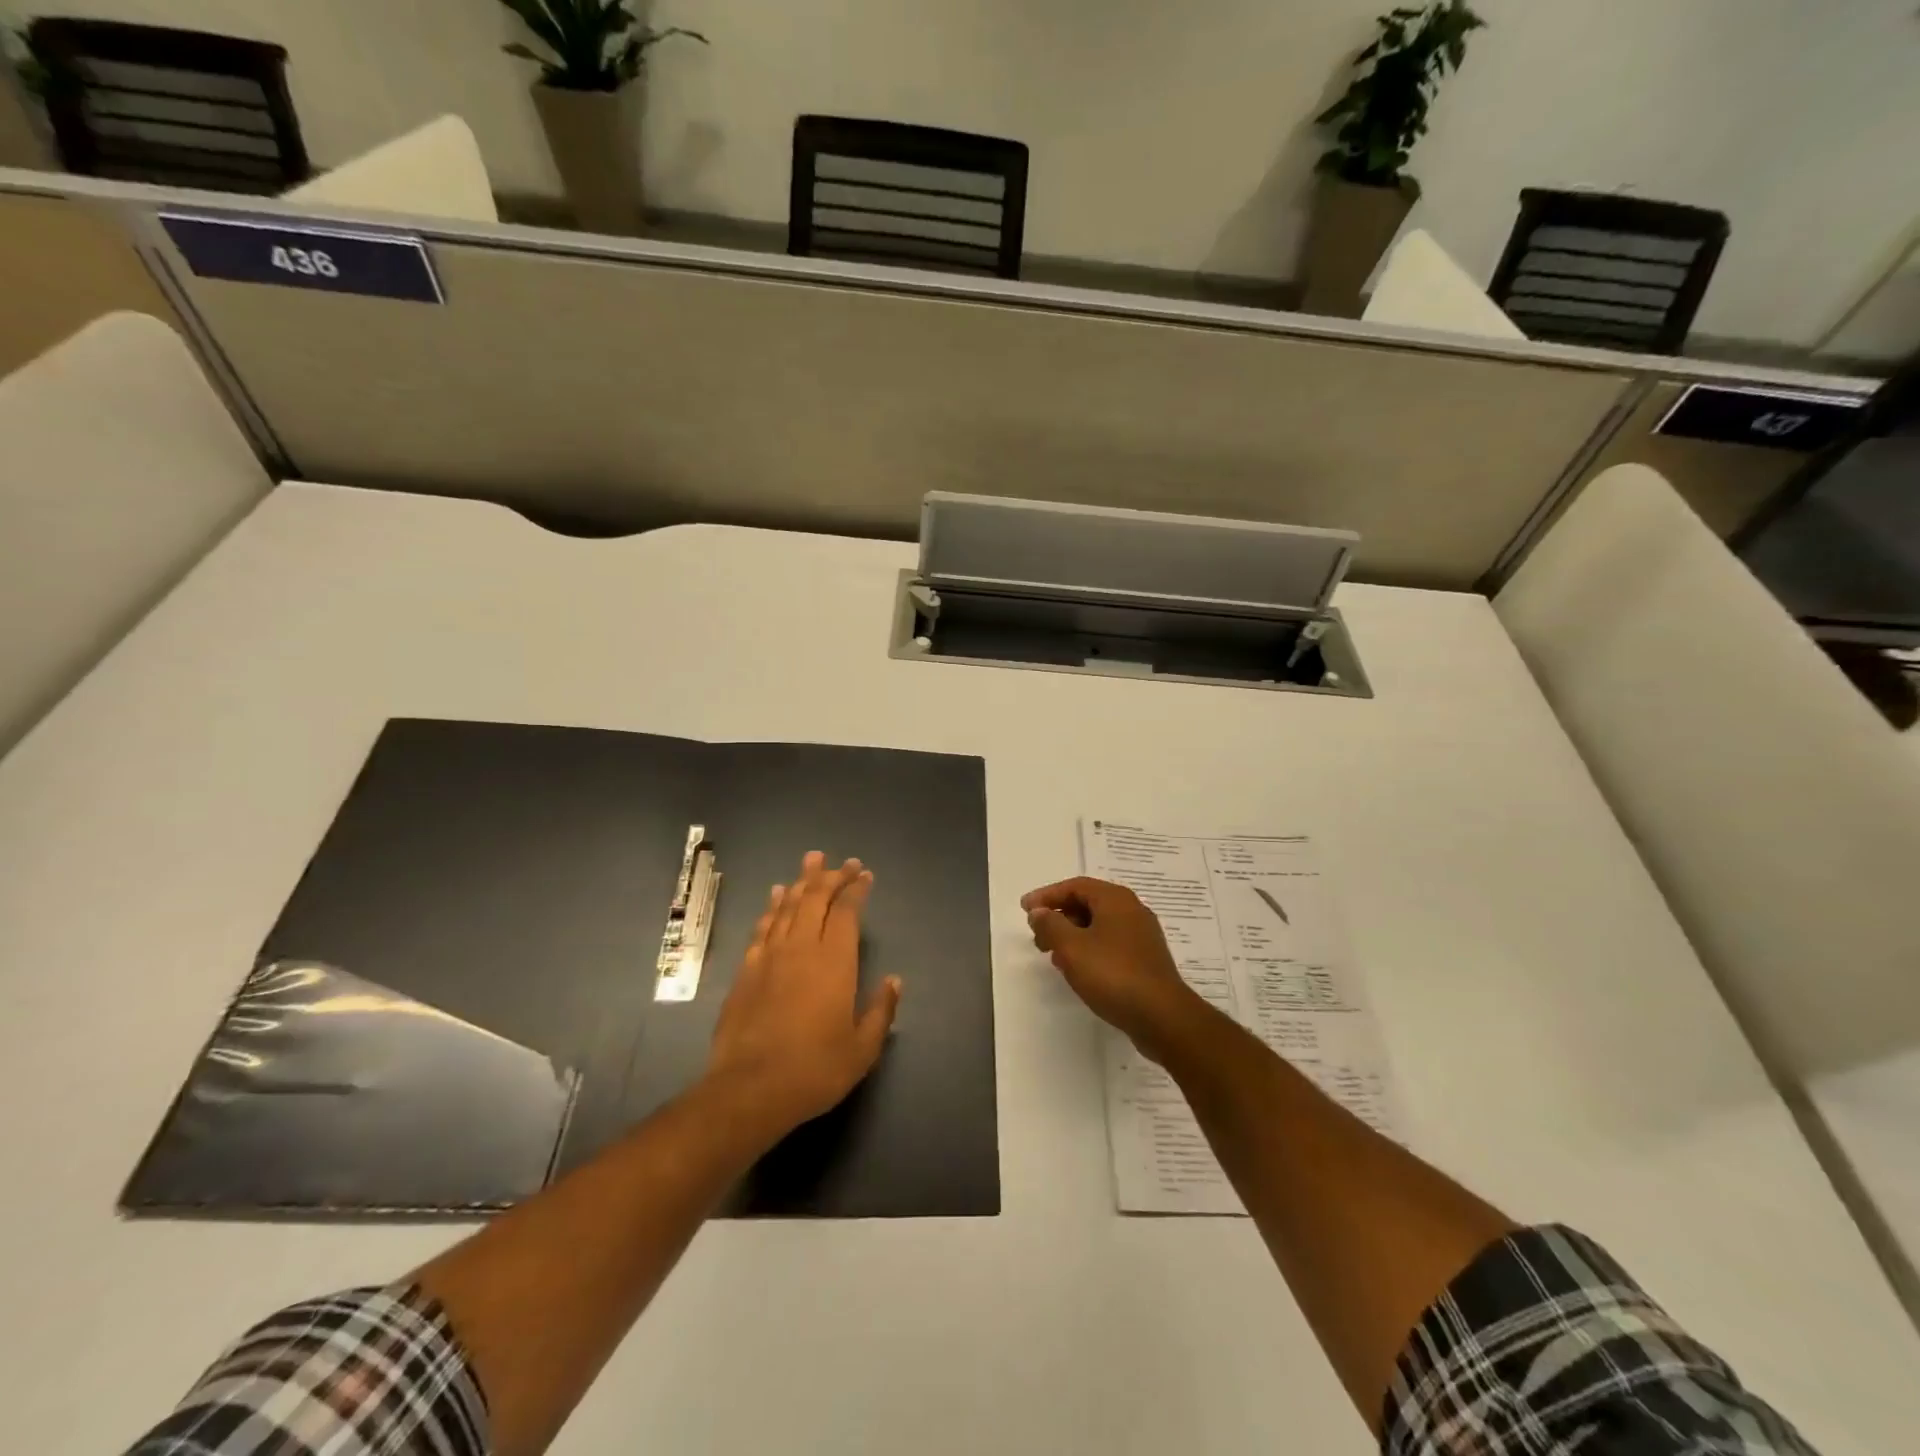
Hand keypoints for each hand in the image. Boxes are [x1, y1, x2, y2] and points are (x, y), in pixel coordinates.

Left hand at [706, 851, 901, 1136]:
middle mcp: (802, 948)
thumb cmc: (814, 1070)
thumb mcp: (862, 1049)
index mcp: (835, 962)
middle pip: (816, 899)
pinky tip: (775, 897)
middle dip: (831, 876)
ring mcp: (770, 956)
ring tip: (811, 861)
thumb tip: (894, 981)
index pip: (847, 911)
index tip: (864, 874)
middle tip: (843, 862)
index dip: (856, 889)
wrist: (749, 1089)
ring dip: (801, 882)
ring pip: (787, 906)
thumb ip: (881, 1012)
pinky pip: (763, 927)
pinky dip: (772, 907)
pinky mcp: (746, 970)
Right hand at [1022, 876, 1206, 1062]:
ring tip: (1053, 955)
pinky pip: (1110, 944)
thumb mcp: (1071, 947)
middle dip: (1059, 917)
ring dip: (1072, 935)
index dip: (1047, 895)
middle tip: (1037, 936)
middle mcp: (1132, 910)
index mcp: (1115, 899)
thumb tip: (1039, 912)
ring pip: (1098, 925)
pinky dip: (1089, 949)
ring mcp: (1142, 936)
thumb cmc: (1112, 974)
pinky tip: (1078, 970)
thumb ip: (1050, 925)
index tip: (1025, 910)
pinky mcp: (1145, 959)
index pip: (1075, 886)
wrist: (1161, 1016)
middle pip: (1088, 903)